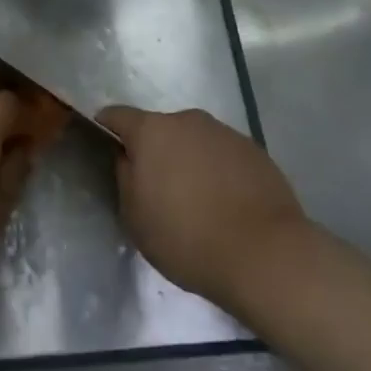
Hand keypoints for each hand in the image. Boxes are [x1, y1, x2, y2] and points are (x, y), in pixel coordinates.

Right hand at [95, 106, 306, 310]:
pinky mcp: (254, 150)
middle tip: (157, 186)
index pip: (117, 116)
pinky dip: (218, 170)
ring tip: (197, 199)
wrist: (265, 254)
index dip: (108, 127)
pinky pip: (223, 155)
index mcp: (152, 131)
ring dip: (189, 159)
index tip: (105, 144)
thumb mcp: (136, 218)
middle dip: (155, 150)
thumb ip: (125, 178)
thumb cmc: (187, 238)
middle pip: (160, 128)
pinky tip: (226, 203)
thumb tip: (129, 158)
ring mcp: (224, 132)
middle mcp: (187, 120)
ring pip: (194, 140)